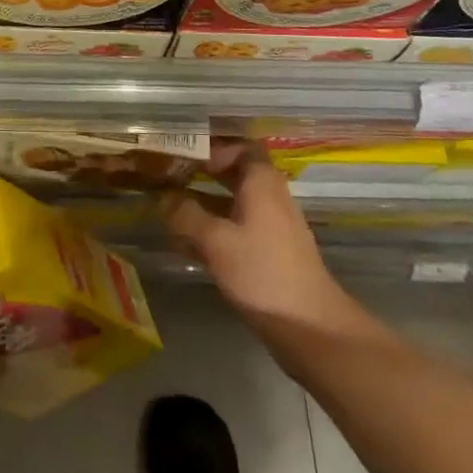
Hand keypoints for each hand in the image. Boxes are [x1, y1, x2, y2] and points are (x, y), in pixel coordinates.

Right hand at [162, 144, 363, 336]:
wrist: (309, 326)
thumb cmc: (262, 272)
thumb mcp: (216, 241)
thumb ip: (186, 215)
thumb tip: (163, 197)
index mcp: (261, 181)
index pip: (239, 146)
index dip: (212, 146)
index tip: (183, 153)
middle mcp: (270, 196)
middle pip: (235, 173)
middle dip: (202, 173)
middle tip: (168, 175)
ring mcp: (272, 225)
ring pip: (233, 202)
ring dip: (204, 203)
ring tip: (168, 208)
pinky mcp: (270, 252)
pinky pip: (237, 227)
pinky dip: (214, 228)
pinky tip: (187, 244)